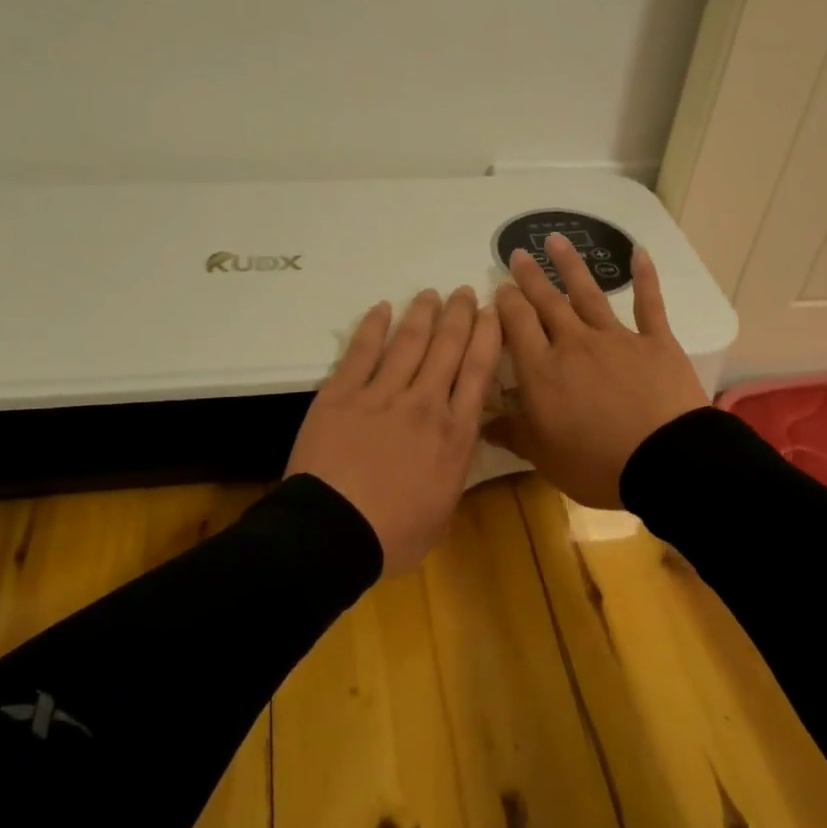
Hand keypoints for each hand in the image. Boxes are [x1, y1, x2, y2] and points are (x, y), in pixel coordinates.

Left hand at [286, 286, 502, 576]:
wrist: (333, 532)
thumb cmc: (394, 535)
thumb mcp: (444, 512)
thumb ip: (453, 471)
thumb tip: (456, 446)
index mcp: (454, 434)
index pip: (478, 371)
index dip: (488, 336)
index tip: (493, 313)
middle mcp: (424, 404)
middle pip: (447, 348)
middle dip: (460, 315)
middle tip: (466, 292)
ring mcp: (381, 395)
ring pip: (408, 342)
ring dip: (422, 314)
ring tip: (431, 294)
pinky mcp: (341, 394)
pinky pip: (361, 352)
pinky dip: (373, 327)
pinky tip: (382, 308)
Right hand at [487, 234, 708, 509]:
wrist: (665, 462)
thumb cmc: (597, 464)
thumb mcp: (544, 457)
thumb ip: (513, 433)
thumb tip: (481, 421)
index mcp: (543, 371)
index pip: (516, 326)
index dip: (505, 304)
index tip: (498, 288)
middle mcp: (574, 344)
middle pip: (547, 303)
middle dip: (530, 277)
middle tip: (518, 254)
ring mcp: (616, 338)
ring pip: (588, 294)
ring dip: (570, 266)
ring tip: (556, 240)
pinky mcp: (656, 342)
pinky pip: (649, 304)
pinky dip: (644, 277)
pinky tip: (639, 253)